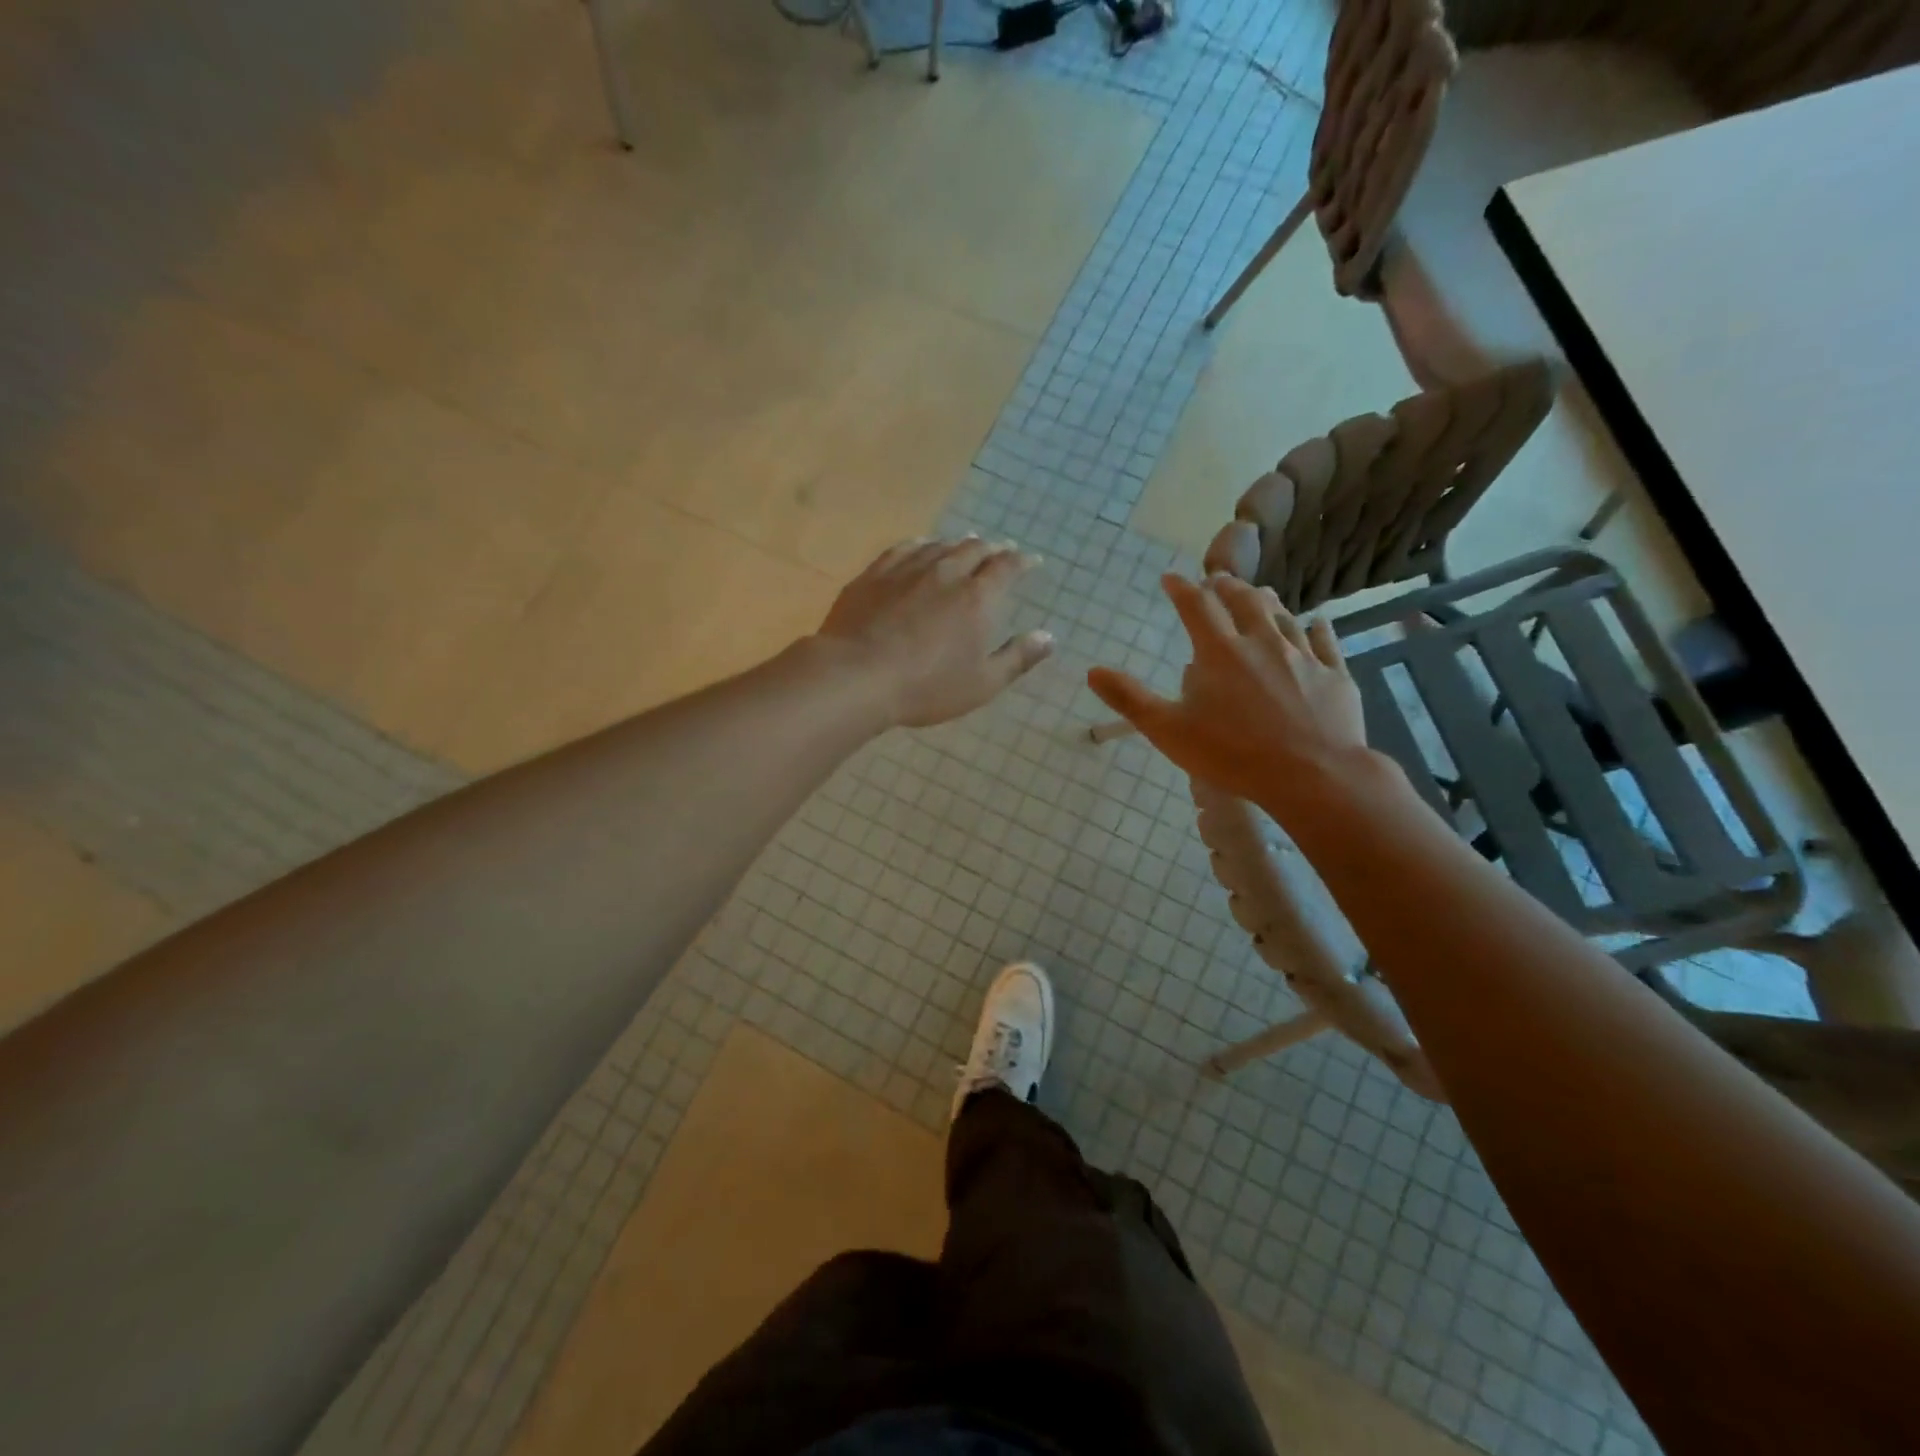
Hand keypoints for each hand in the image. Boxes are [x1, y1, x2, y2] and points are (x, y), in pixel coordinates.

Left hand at [814, 536, 1053, 727]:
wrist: (857, 675)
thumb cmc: (926, 686)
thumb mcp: (982, 683)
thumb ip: (1017, 658)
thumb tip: (1049, 637)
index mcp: (978, 597)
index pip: (1007, 567)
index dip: (1022, 562)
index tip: (1032, 561)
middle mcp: (946, 572)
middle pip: (974, 549)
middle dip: (992, 549)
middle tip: (999, 551)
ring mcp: (907, 569)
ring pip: (940, 545)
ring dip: (957, 543)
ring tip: (965, 544)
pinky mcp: (875, 574)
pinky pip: (904, 548)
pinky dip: (921, 544)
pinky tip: (920, 547)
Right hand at [1087, 573, 1379, 812]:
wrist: (1313, 776)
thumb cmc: (1232, 754)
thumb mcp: (1168, 730)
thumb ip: (1129, 699)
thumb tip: (1092, 671)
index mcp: (1220, 652)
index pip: (1196, 606)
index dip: (1181, 588)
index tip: (1170, 578)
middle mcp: (1262, 642)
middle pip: (1244, 601)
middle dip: (1226, 586)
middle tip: (1217, 580)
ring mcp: (1302, 657)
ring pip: (1283, 616)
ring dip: (1266, 601)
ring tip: (1259, 593)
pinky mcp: (1334, 676)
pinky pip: (1325, 642)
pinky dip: (1316, 628)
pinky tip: (1317, 623)